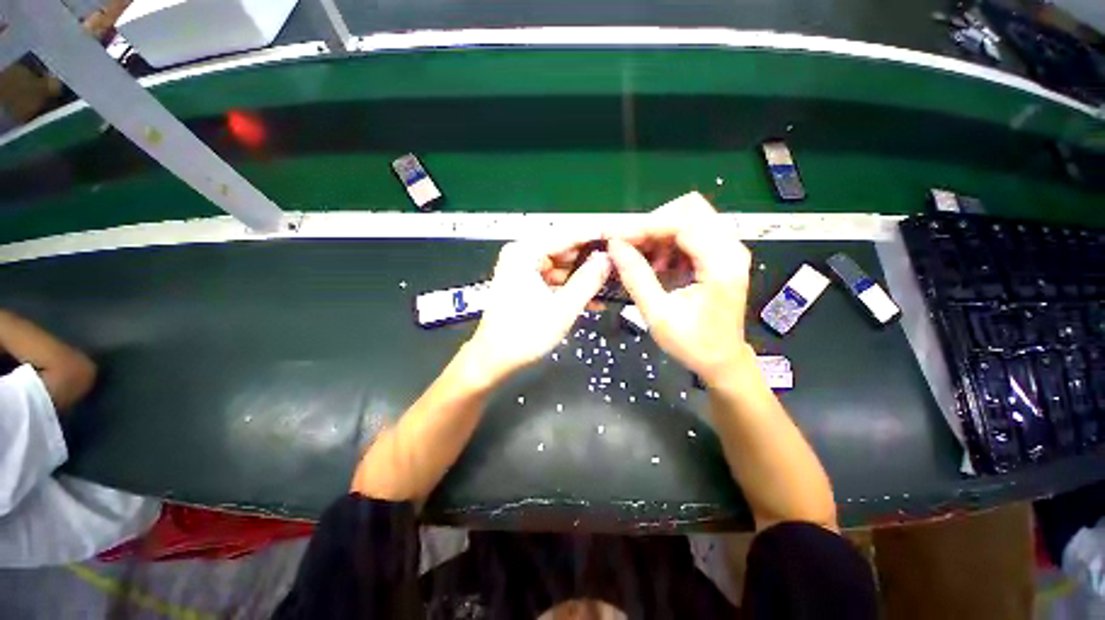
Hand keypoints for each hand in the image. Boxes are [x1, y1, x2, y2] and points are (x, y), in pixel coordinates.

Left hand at [466, 238, 611, 385]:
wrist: (494, 360)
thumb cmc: (525, 334)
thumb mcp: (563, 307)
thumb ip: (588, 280)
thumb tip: (608, 258)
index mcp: (525, 252)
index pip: (568, 236)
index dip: (596, 238)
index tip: (621, 241)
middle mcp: (522, 254)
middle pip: (564, 250)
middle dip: (591, 261)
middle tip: (619, 268)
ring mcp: (522, 269)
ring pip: (561, 267)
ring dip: (583, 278)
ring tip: (611, 286)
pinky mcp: (525, 284)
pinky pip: (553, 280)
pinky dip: (570, 289)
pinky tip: (593, 299)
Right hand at [607, 192, 754, 381]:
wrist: (722, 360)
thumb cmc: (693, 344)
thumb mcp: (658, 314)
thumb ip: (636, 277)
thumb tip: (614, 246)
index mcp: (721, 264)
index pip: (682, 224)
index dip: (644, 226)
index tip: (614, 235)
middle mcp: (731, 248)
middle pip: (690, 209)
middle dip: (652, 223)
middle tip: (628, 245)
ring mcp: (727, 249)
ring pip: (689, 217)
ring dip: (658, 233)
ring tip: (640, 258)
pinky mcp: (720, 254)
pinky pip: (691, 232)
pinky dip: (667, 242)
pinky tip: (655, 264)